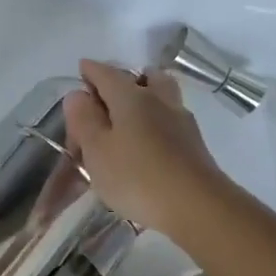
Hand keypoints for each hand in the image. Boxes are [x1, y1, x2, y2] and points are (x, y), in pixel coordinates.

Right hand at [64, 58, 231, 236]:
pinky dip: (157, 120)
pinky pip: (171, 118)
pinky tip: (148, 139)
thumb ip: (84, 120)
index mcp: (131, 97)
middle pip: (144, 77)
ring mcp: (181, 121)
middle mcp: (159, 100)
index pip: (107, 73)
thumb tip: (78, 94)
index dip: (91, 70)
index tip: (82, 69)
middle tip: (109, 93)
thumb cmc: (137, 177)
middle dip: (126, 78)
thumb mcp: (97, 151)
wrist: (197, 206)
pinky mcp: (194, 144)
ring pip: (162, 96)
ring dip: (146, 97)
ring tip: (128, 117)